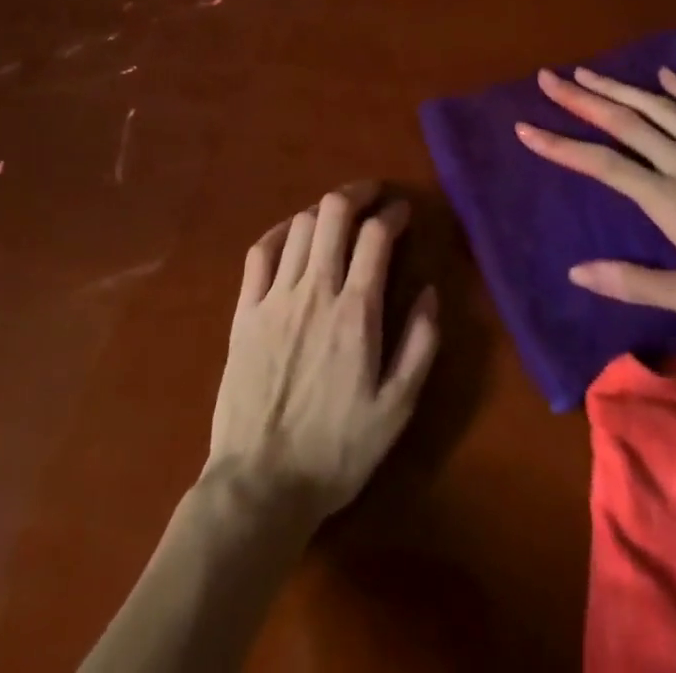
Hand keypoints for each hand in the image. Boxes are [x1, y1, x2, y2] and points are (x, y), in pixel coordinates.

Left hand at [205, 183, 439, 525]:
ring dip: (324, 210)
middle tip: (373, 194)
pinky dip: (282, 230)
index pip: (376, 237)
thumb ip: (420, 344)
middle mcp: (314, 290)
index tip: (404, 212)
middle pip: (333, 213)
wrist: (261, 483)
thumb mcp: (396, 408)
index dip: (393, 214)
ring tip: (339, 215)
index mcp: (355, 312)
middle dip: (357, 193)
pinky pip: (261, 251)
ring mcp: (274, 297)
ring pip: (300, 226)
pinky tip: (294, 232)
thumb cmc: (337, 450)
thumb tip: (430, 291)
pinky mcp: (245, 310)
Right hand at [515, 65, 675, 353]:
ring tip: (588, 72)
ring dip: (621, 88)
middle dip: (582, 98)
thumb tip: (576, 272)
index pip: (602, 164)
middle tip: (549, 78)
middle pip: (625, 123)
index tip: (525, 127)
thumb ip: (633, 282)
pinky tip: (665, 77)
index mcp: (669, 200)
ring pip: (661, 108)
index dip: (560, 145)